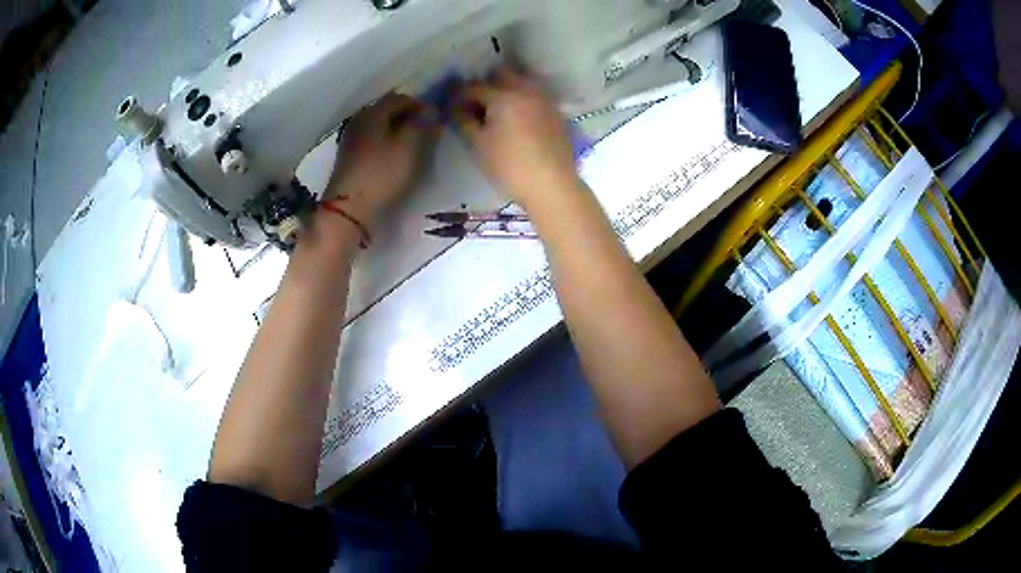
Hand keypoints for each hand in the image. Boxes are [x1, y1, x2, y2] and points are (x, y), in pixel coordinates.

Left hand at [325, 93, 437, 229]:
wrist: (349, 210)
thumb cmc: (383, 174)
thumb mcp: (410, 147)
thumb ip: (422, 125)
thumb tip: (431, 110)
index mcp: (373, 113)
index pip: (400, 98)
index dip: (419, 106)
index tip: (434, 120)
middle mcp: (359, 120)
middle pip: (386, 111)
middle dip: (407, 118)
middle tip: (424, 134)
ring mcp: (350, 139)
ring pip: (378, 127)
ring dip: (395, 132)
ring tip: (411, 148)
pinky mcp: (348, 158)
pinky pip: (371, 141)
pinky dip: (384, 144)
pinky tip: (393, 159)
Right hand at [452, 68, 580, 211]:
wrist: (552, 184)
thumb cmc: (509, 165)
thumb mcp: (478, 145)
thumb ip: (464, 121)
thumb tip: (455, 109)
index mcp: (503, 95)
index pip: (474, 87)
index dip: (460, 96)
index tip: (452, 107)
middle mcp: (526, 90)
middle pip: (502, 74)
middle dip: (487, 84)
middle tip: (477, 104)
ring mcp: (545, 99)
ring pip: (523, 81)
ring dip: (508, 87)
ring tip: (498, 107)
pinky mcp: (556, 112)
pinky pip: (537, 95)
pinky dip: (524, 98)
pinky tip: (518, 116)